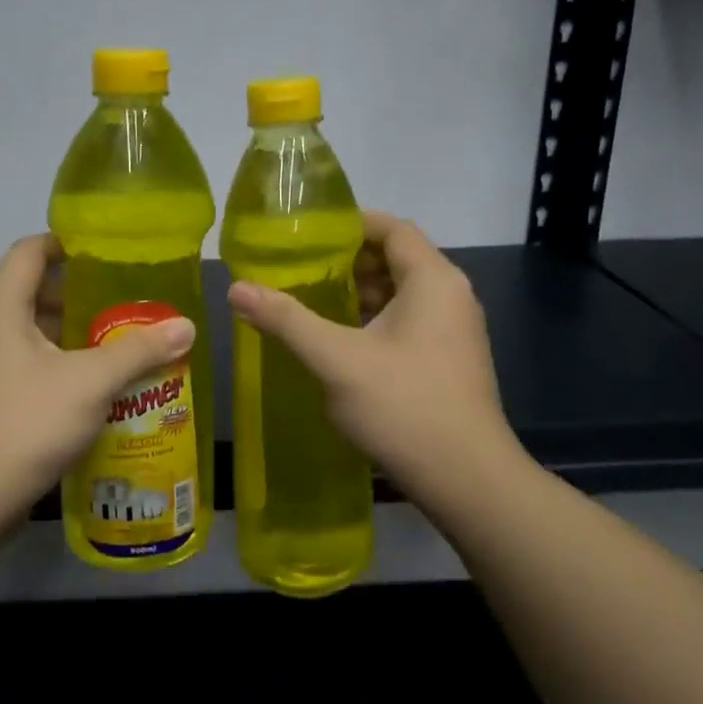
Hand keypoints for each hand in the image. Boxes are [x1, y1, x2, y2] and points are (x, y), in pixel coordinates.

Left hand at [0, 235, 195, 526]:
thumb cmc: (26, 421)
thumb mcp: (91, 381)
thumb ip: (139, 350)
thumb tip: (187, 326)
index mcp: (1, 306)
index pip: (30, 250)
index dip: (68, 242)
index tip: (111, 251)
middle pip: (36, 291)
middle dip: (84, 294)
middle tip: (131, 301)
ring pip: (36, 333)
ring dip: (77, 335)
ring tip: (125, 341)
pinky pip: (31, 366)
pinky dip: (64, 366)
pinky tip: (100, 386)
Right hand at [227, 213, 520, 503]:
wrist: (467, 479)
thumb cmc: (403, 406)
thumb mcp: (336, 359)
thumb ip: (286, 320)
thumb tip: (236, 288)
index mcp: (433, 280)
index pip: (393, 228)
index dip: (351, 224)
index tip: (307, 235)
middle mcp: (451, 296)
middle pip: (397, 259)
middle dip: (348, 262)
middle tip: (299, 271)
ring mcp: (455, 331)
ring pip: (402, 295)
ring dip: (360, 295)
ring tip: (311, 303)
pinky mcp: (450, 361)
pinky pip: (409, 323)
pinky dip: (375, 322)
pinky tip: (340, 343)